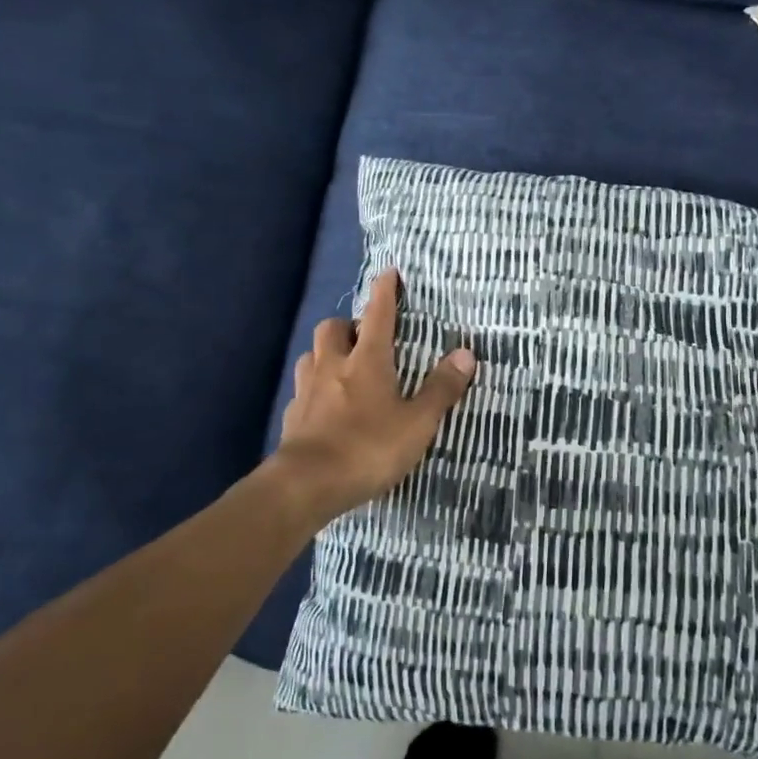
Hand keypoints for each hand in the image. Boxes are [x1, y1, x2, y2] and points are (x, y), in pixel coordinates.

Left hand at [274, 269, 476, 525]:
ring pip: (311, 355)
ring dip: (327, 352)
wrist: (305, 485)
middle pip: (333, 328)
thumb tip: (465, 354)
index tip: (389, 273)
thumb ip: (441, 389)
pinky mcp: (292, 416)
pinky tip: (325, 405)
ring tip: (343, 366)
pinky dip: (315, 387)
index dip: (385, 292)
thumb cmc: (368, 448)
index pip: (377, 315)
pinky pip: (302, 389)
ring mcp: (307, 390)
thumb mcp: (417, 423)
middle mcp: (333, 366)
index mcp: (366, 360)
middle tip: (365, 337)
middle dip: (348, 324)